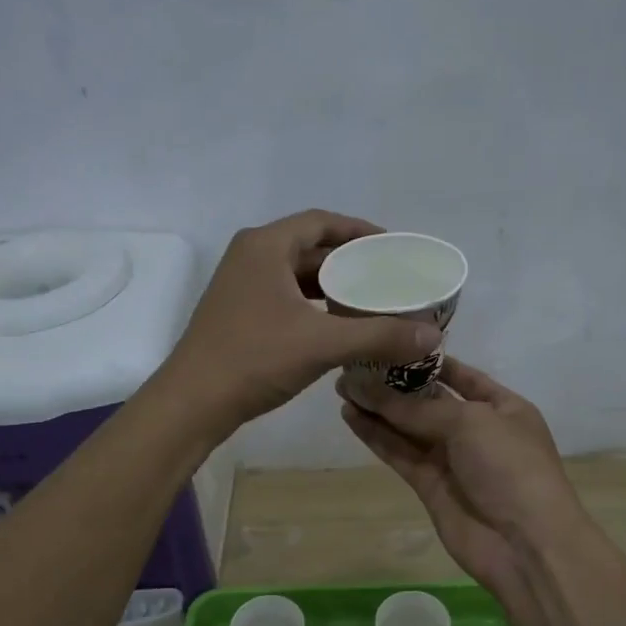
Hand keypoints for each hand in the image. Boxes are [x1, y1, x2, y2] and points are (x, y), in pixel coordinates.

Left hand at [162, 210, 442, 434]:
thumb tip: (432, 336)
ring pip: (298, 277)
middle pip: (310, 248)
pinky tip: (339, 327)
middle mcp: (250, 257)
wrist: (193, 403)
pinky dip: (315, 307)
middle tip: (389, 278)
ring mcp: (241, 287)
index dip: (360, 231)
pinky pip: (286, 298)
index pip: (322, 222)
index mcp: (265, 246)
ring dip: (333, 287)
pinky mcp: (239, 314)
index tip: (393, 248)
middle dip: (351, 262)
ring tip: (372, 302)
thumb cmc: (254, 359)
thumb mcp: (322, 344)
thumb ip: (379, 336)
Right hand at [339, 357, 582, 607]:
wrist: (525, 544)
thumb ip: (416, 408)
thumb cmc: (510, 467)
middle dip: (394, 385)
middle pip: (428, 401)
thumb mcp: (470, 422)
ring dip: (378, 409)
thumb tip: (367, 388)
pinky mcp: (429, 485)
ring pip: (408, 428)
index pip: (462, 375)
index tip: (390, 344)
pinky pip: (400, 453)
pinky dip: (376, 436)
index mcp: (502, 406)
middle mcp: (476, 429)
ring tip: (342, 386)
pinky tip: (351, 416)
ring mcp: (451, 459)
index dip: (427, 361)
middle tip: (353, 366)